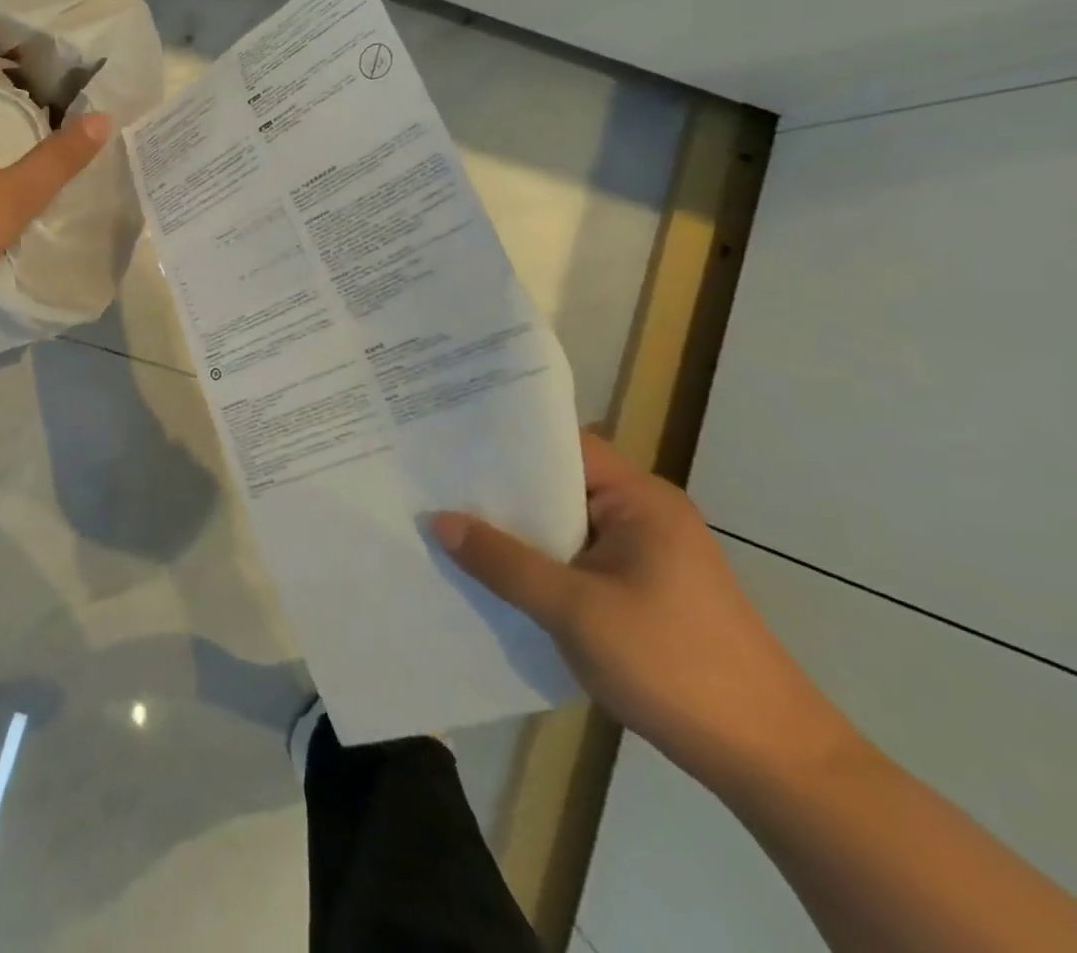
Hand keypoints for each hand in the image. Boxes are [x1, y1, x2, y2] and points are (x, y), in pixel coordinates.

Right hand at [434, 433, 856, 793]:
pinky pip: (573, 558)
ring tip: (445, 519)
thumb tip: (438, 520)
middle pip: (557, 483)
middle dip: (497, 487)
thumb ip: (503, 562)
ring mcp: (643, 554)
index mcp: (640, 500)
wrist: (775, 766)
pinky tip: (490, 570)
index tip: (445, 438)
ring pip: (561, 525)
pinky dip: (535, 560)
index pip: (561, 445)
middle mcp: (642, 514)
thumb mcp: (575, 611)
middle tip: (430, 479)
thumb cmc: (676, 667)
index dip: (503, 440)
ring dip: (513, 529)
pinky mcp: (640, 590)